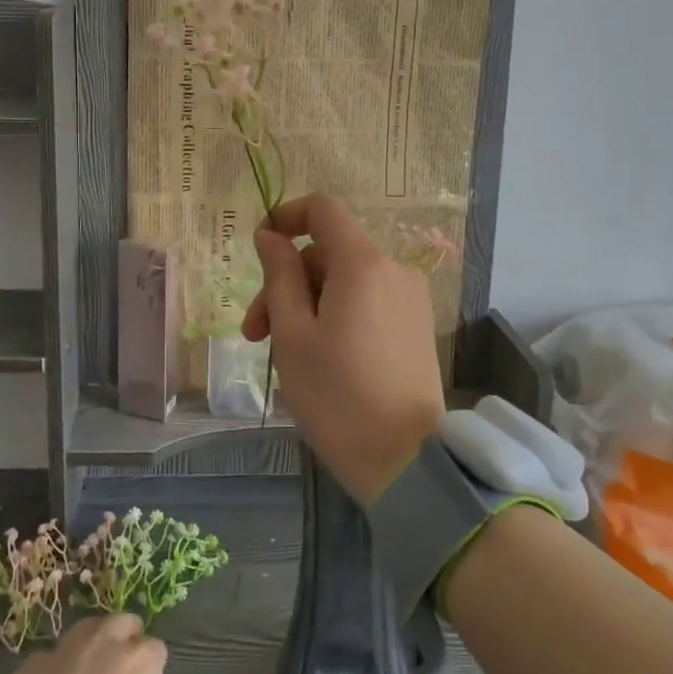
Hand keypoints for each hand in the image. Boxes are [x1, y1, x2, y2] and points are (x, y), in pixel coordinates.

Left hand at [5, 613, 165, 673]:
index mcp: (140, 662)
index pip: (155, 650)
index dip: (151, 669)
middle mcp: (105, 642)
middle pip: (122, 624)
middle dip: (124, 640)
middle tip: (118, 671)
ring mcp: (65, 649)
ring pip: (84, 632)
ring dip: (89, 648)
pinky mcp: (31, 665)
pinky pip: (48, 661)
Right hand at [242, 193, 446, 503]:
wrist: (409, 463)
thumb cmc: (338, 396)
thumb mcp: (293, 334)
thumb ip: (279, 276)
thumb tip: (270, 236)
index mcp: (362, 263)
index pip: (322, 209)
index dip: (286, 216)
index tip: (260, 247)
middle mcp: (392, 269)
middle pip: (327, 253)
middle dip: (286, 284)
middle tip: (256, 335)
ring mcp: (409, 299)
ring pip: (344, 281)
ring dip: (307, 305)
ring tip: (281, 353)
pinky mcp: (415, 326)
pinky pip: (366, 301)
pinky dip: (336, 315)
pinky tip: (317, 357)